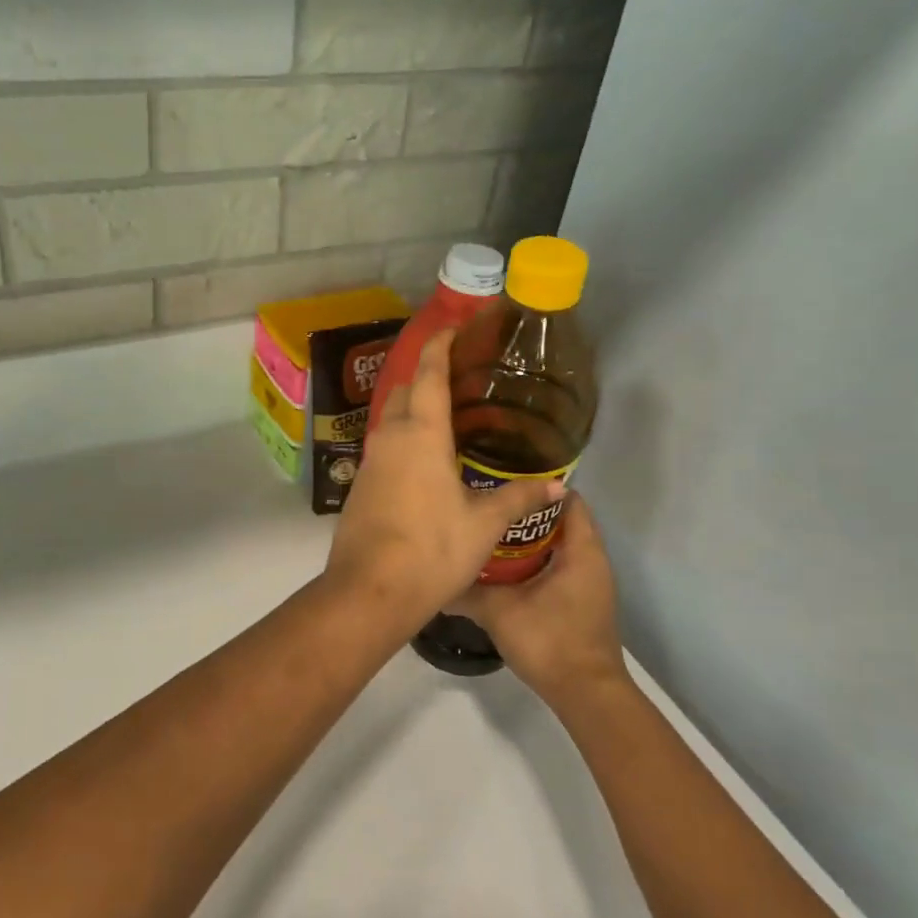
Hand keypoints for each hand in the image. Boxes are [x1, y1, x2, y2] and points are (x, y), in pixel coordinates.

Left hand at [325, 330, 562, 631]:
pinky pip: (384, 445)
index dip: (441, 344)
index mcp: (421, 434)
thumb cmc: (431, 550)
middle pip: (405, 390)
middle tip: (460, 376)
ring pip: (391, 418)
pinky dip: (404, 436)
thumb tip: (556, 485)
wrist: (369, 590)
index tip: (455, 327)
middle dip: (426, 374)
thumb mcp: (483, 524)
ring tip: (448, 415)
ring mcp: (370, 460)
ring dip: (413, 407)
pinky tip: (426, 457)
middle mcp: (390, 437)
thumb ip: (517, 497)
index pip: (429, 373)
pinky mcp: (361, 484)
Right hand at [444, 495, 627, 710]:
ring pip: (558, 545)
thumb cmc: (550, 641)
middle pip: (560, 520)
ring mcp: (588, 582)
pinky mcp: (581, 601)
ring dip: (528, 538)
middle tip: (486, 504)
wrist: (585, 694)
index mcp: (581, 550)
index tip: (503, 478)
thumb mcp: (500, 612)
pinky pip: (558, 566)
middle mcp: (591, 560)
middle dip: (525, 511)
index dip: (538, 485)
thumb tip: (433, 578)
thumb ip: (467, 591)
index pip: (568, 499)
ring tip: (488, 530)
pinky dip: (534, 560)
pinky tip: (501, 567)